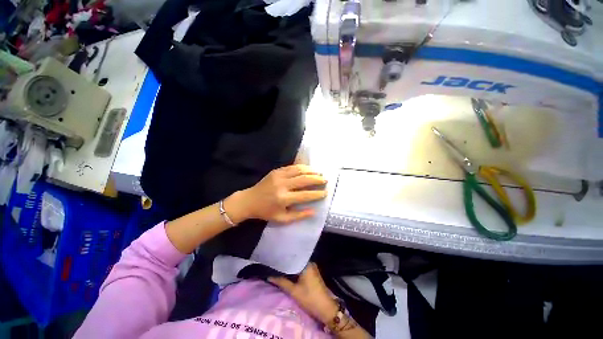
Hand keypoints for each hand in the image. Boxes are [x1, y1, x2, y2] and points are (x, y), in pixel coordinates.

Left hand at [231, 164, 327, 223]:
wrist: (249, 200)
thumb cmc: (266, 212)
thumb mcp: (282, 218)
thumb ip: (298, 216)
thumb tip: (314, 211)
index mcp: (283, 199)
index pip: (305, 195)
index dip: (317, 194)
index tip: (325, 193)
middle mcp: (282, 185)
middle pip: (304, 180)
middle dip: (317, 179)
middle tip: (325, 180)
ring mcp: (279, 176)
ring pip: (299, 170)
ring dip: (311, 171)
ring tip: (319, 173)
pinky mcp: (276, 171)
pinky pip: (292, 167)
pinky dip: (302, 167)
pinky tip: (308, 169)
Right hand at [268, 263, 338, 323]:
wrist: (325, 308)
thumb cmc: (309, 298)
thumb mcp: (293, 291)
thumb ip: (281, 282)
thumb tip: (269, 276)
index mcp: (306, 263)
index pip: (292, 256)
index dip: (283, 257)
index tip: (274, 257)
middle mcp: (310, 262)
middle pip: (295, 260)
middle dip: (286, 262)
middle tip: (274, 262)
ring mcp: (312, 267)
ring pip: (298, 265)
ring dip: (290, 267)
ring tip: (278, 266)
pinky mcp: (313, 273)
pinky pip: (301, 268)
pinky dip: (295, 271)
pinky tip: (287, 273)